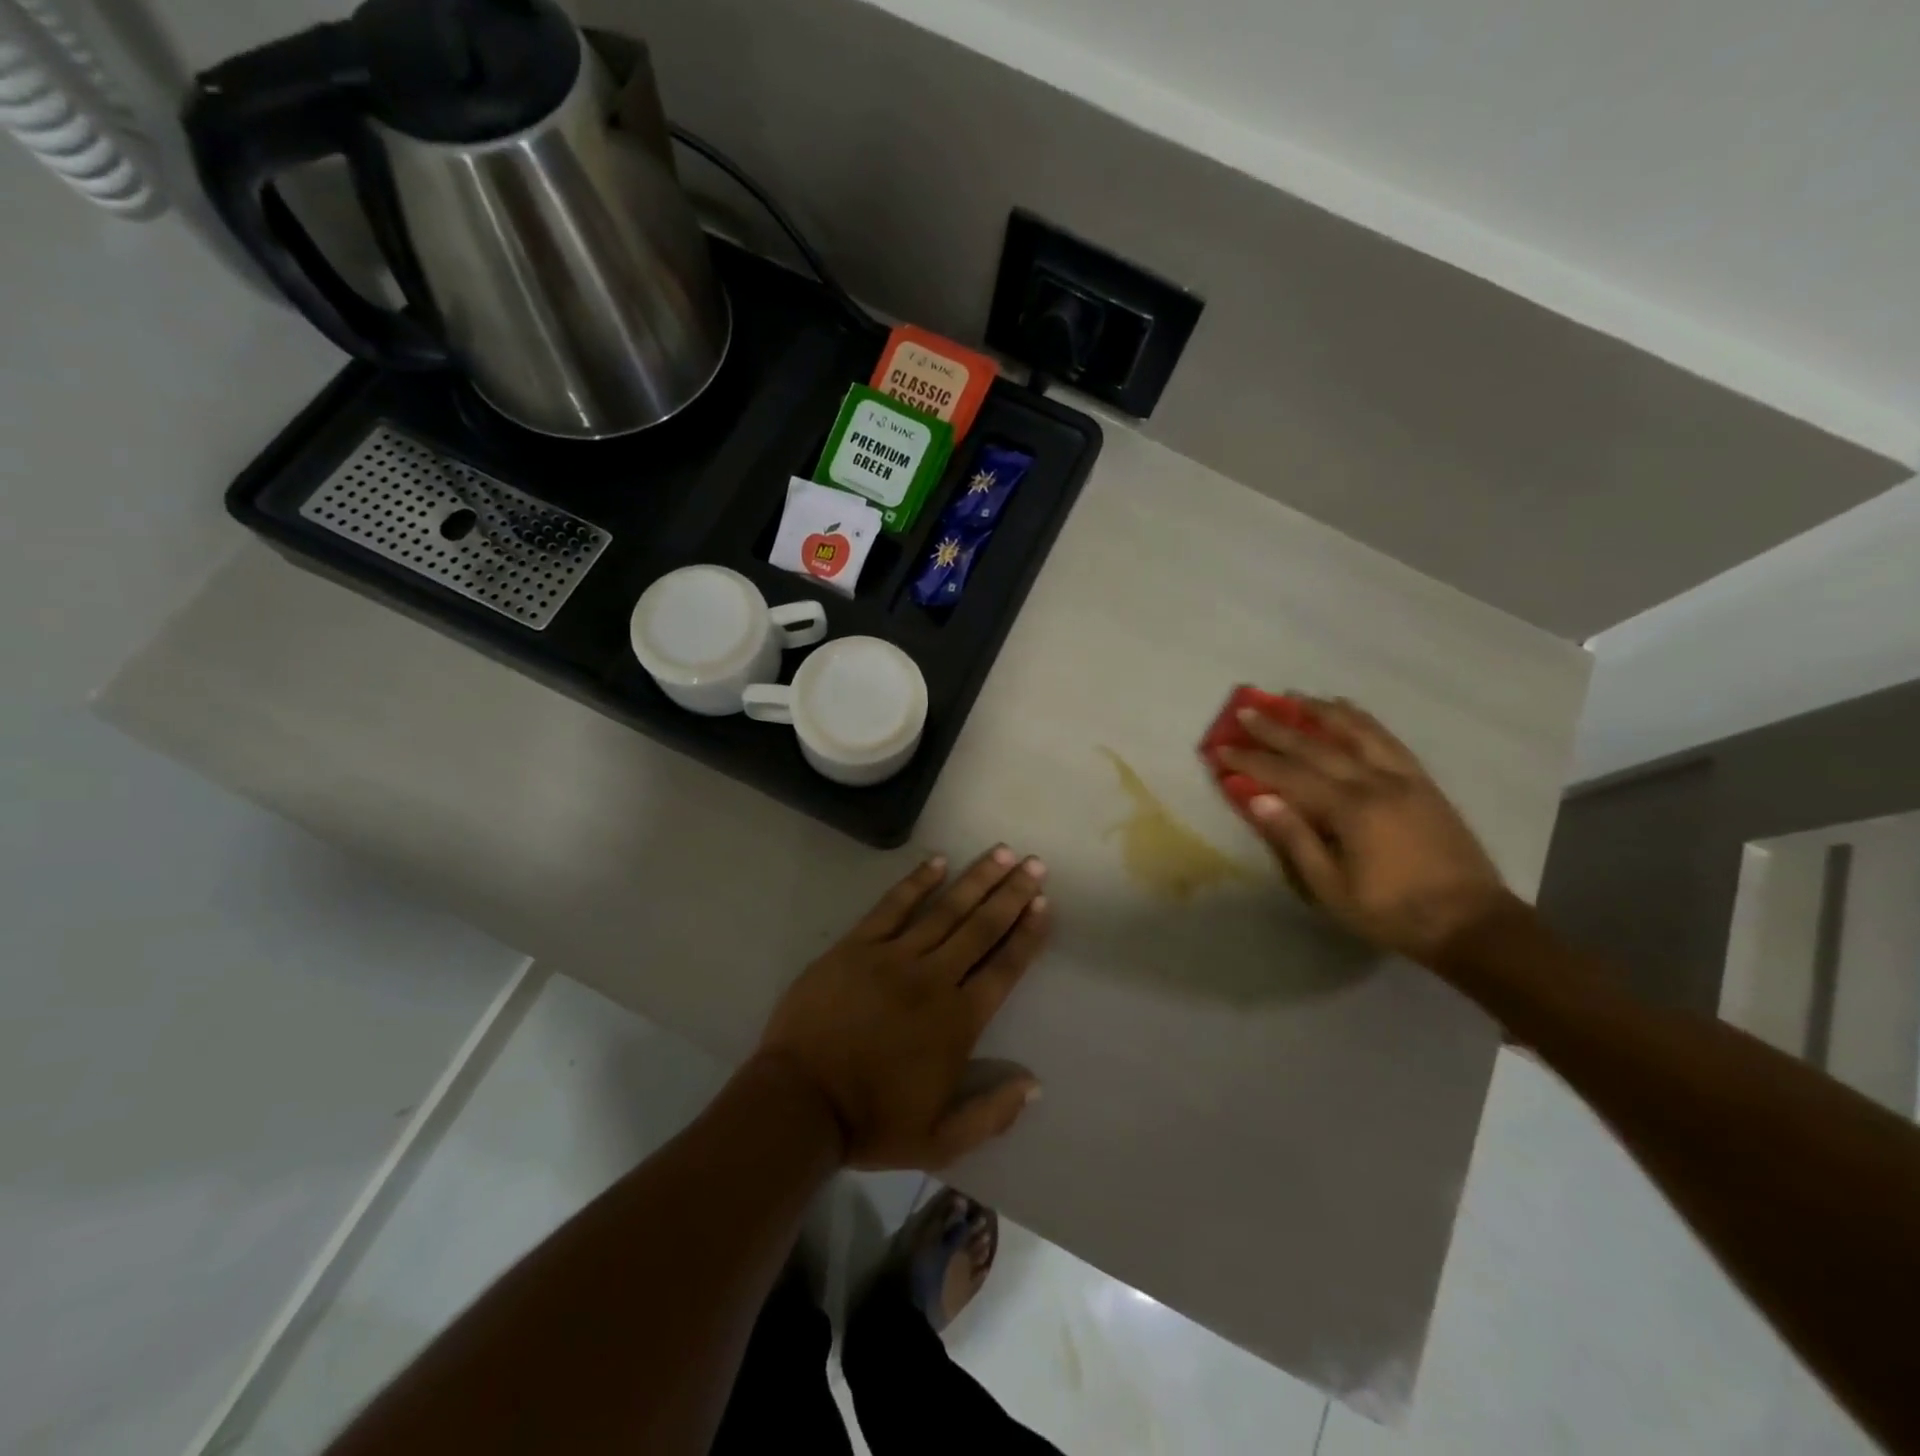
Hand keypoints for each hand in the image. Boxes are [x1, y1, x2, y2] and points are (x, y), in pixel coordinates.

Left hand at [753, 847, 1050, 1170]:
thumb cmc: (871, 1123)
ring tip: (1002, 852)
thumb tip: (1035, 1085)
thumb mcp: (940, 1141)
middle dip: (1011, 894)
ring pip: (945, 909)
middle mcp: (934, 979)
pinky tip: (937, 861)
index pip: (1004, 967)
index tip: (1044, 904)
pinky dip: (917, 881)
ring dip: (976, 879)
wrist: (800, 1103)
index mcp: (958, 1021)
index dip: (1027, 935)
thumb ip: (991, 1114)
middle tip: (1034, 864)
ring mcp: (893, 957)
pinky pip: (893, 906)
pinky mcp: (857, 946)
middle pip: (981, 927)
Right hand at [1210, 696, 1511, 963]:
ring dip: (1323, 712)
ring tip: (1296, 697)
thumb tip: (1259, 799)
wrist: (1472, 923)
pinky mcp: (1424, 784)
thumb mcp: (1332, 888)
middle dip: (1277, 728)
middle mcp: (1376, 783)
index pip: (1289, 775)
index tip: (1222, 748)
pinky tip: (1350, 712)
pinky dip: (1365, 721)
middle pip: (1318, 747)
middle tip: (1247, 709)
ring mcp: (1404, 779)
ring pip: (1359, 733)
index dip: (1252, 761)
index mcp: (1351, 810)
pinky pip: (1390, 741)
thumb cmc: (1393, 912)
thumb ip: (1296, 840)